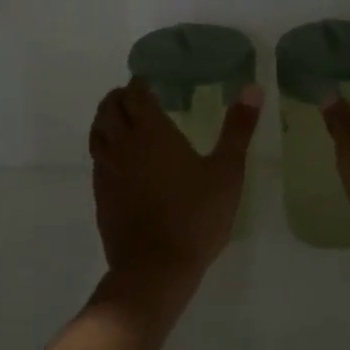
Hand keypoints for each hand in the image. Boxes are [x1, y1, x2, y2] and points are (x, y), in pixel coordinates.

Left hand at [89, 78, 262, 306]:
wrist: (155, 269)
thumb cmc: (196, 217)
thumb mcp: (227, 171)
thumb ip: (238, 128)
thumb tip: (252, 87)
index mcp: (151, 132)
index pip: (135, 95)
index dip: (139, 84)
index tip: (148, 81)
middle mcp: (123, 144)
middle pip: (109, 109)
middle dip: (119, 97)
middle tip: (135, 96)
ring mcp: (107, 170)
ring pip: (97, 132)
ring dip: (106, 119)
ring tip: (122, 120)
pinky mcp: (100, 195)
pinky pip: (97, 158)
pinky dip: (104, 146)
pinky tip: (119, 159)